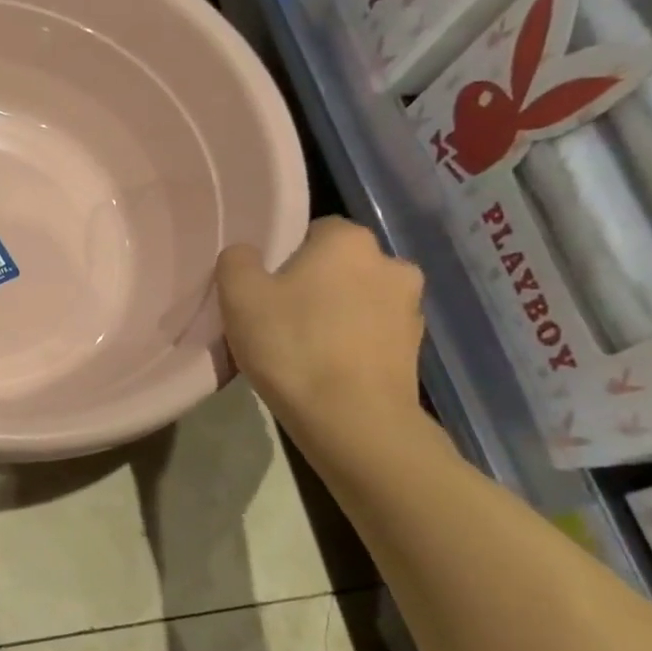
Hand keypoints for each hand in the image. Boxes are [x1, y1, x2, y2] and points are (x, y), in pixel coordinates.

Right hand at [216, 217, 425, 445]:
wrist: (353, 420)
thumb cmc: (292, 347)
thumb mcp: (238, 296)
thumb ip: (236, 261)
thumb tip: (246, 255)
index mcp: (348, 241)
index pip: (313, 230)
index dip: (284, 257)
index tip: (264, 290)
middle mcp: (390, 262)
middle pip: (338, 265)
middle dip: (313, 285)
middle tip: (278, 319)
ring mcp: (410, 307)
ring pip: (358, 299)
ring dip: (335, 314)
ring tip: (303, 349)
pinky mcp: (415, 347)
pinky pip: (372, 333)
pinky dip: (352, 343)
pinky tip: (327, 369)